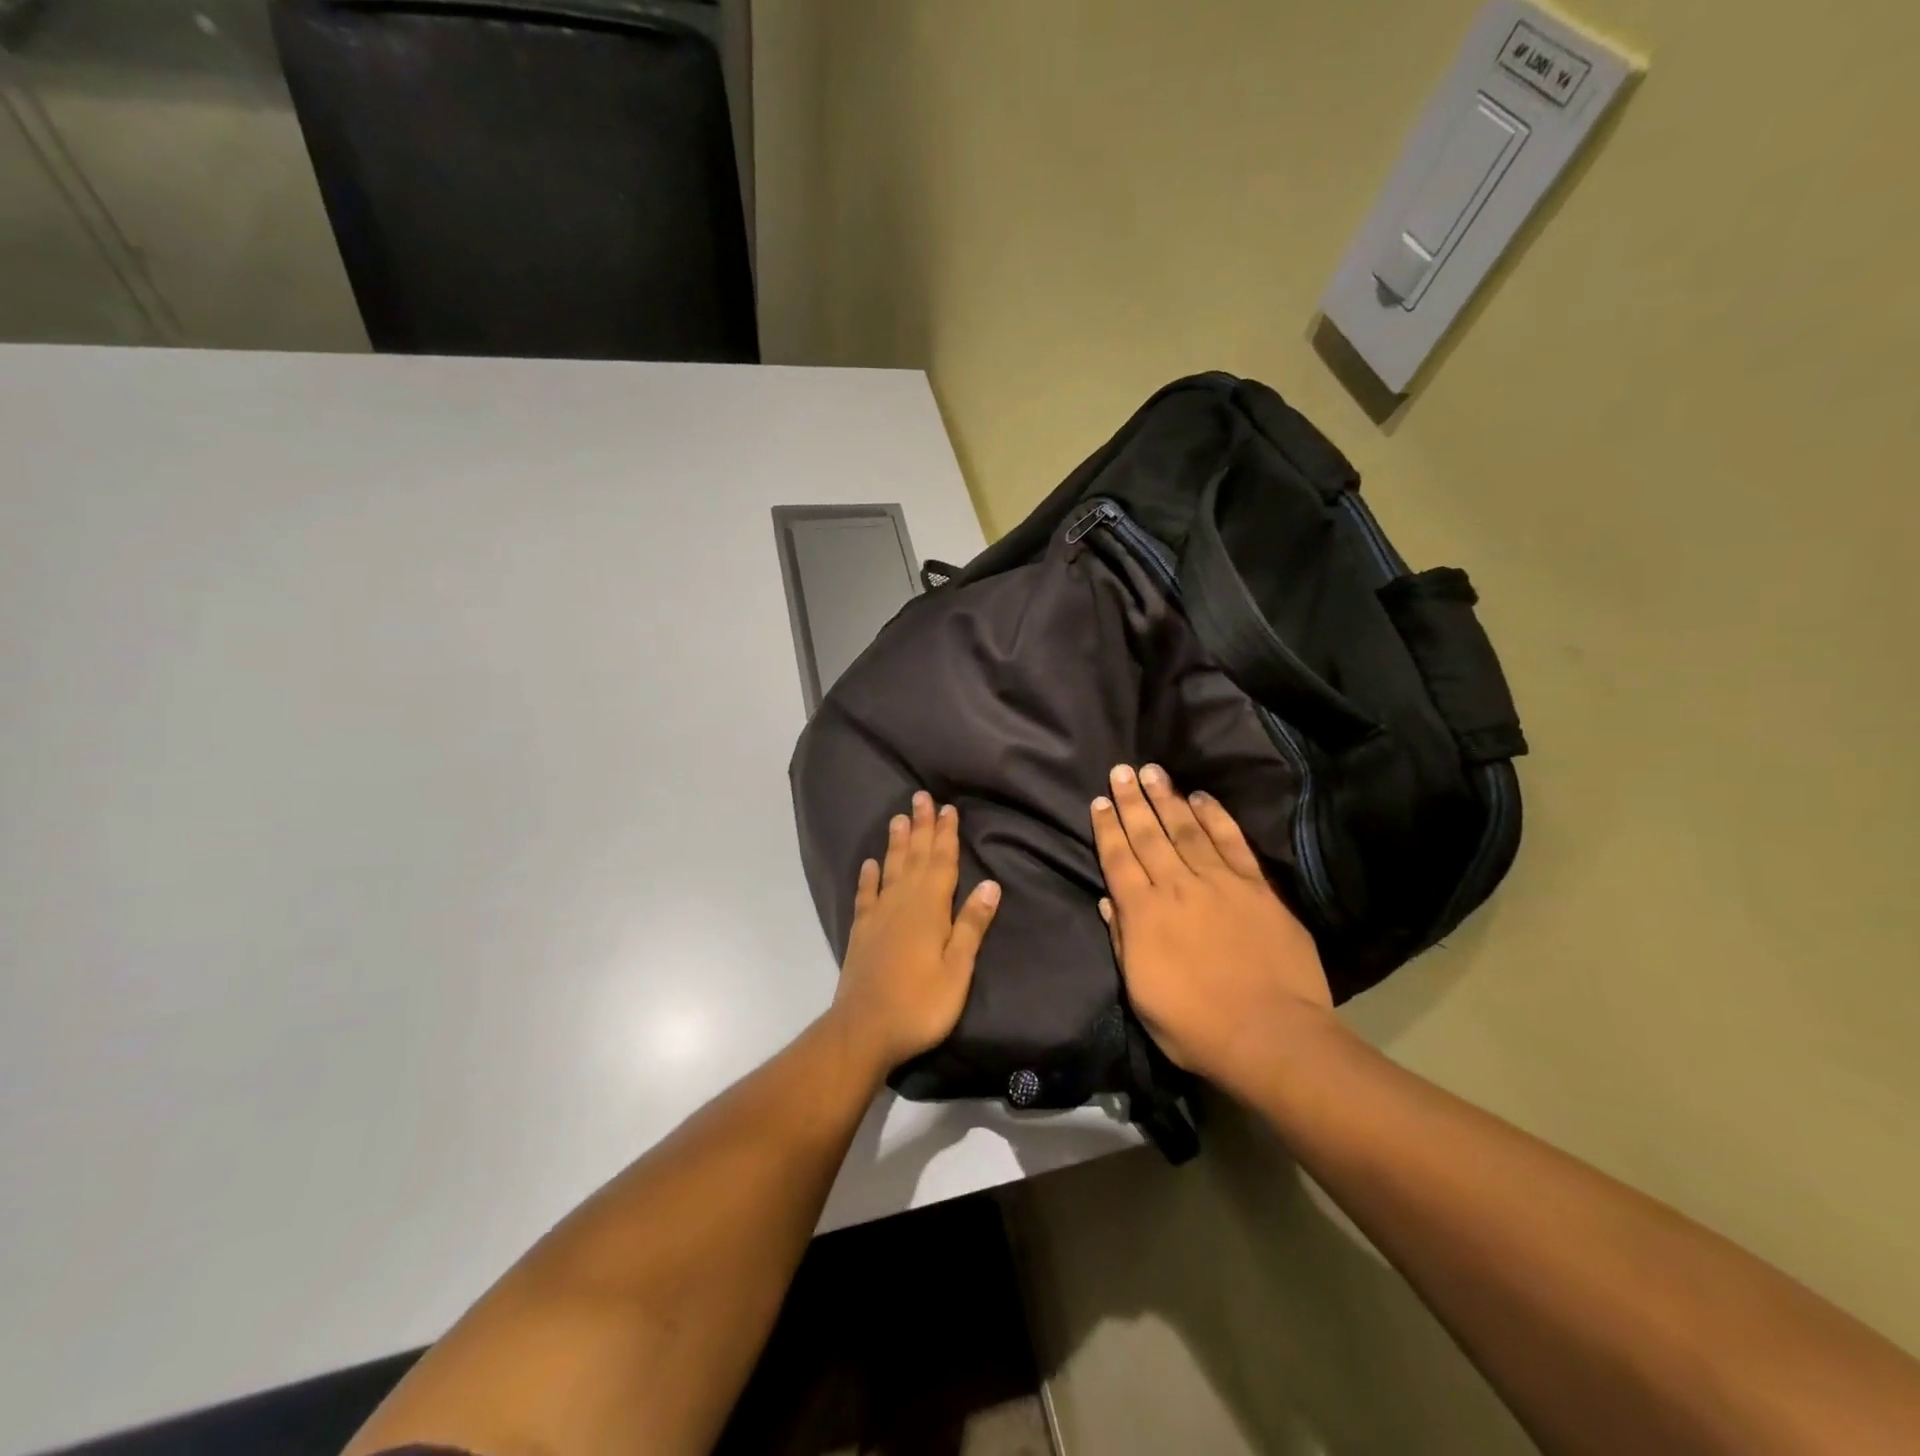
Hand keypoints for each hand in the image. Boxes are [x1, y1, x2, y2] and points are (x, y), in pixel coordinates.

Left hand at [831, 791, 1000, 1075]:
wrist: (864, 1030)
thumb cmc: (920, 1004)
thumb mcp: (958, 969)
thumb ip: (971, 926)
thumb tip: (990, 884)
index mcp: (930, 910)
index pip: (941, 863)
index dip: (946, 835)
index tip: (948, 808)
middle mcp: (903, 903)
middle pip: (914, 857)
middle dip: (920, 827)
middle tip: (921, 797)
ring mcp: (878, 915)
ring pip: (890, 869)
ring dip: (896, 843)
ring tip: (898, 817)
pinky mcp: (861, 931)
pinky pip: (865, 895)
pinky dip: (868, 876)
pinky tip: (869, 863)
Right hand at [1092, 763, 1335, 1093]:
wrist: (1270, 1035)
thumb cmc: (1196, 1025)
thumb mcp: (1141, 994)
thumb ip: (1123, 941)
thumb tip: (1108, 900)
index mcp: (1144, 914)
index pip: (1118, 860)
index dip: (1107, 829)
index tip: (1099, 801)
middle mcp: (1177, 887)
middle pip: (1148, 835)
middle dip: (1131, 801)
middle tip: (1121, 770)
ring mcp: (1219, 883)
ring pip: (1186, 829)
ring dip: (1167, 798)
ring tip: (1152, 771)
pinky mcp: (1256, 887)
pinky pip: (1232, 842)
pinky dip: (1216, 817)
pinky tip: (1202, 797)